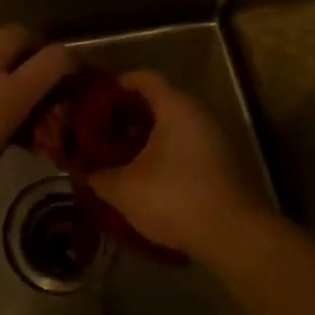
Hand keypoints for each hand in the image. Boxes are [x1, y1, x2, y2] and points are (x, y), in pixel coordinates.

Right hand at [85, 71, 270, 264]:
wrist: (234, 235)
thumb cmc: (175, 198)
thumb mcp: (125, 190)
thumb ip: (98, 176)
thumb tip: (81, 171)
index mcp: (175, 106)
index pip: (143, 78)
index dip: (117, 85)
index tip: (94, 100)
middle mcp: (198, 113)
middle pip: (158, 101)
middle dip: (127, 114)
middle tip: (101, 130)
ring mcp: (214, 137)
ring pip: (173, 124)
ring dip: (146, 136)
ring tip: (119, 154)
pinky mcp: (222, 162)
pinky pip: (185, 144)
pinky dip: (164, 151)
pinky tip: (146, 175)